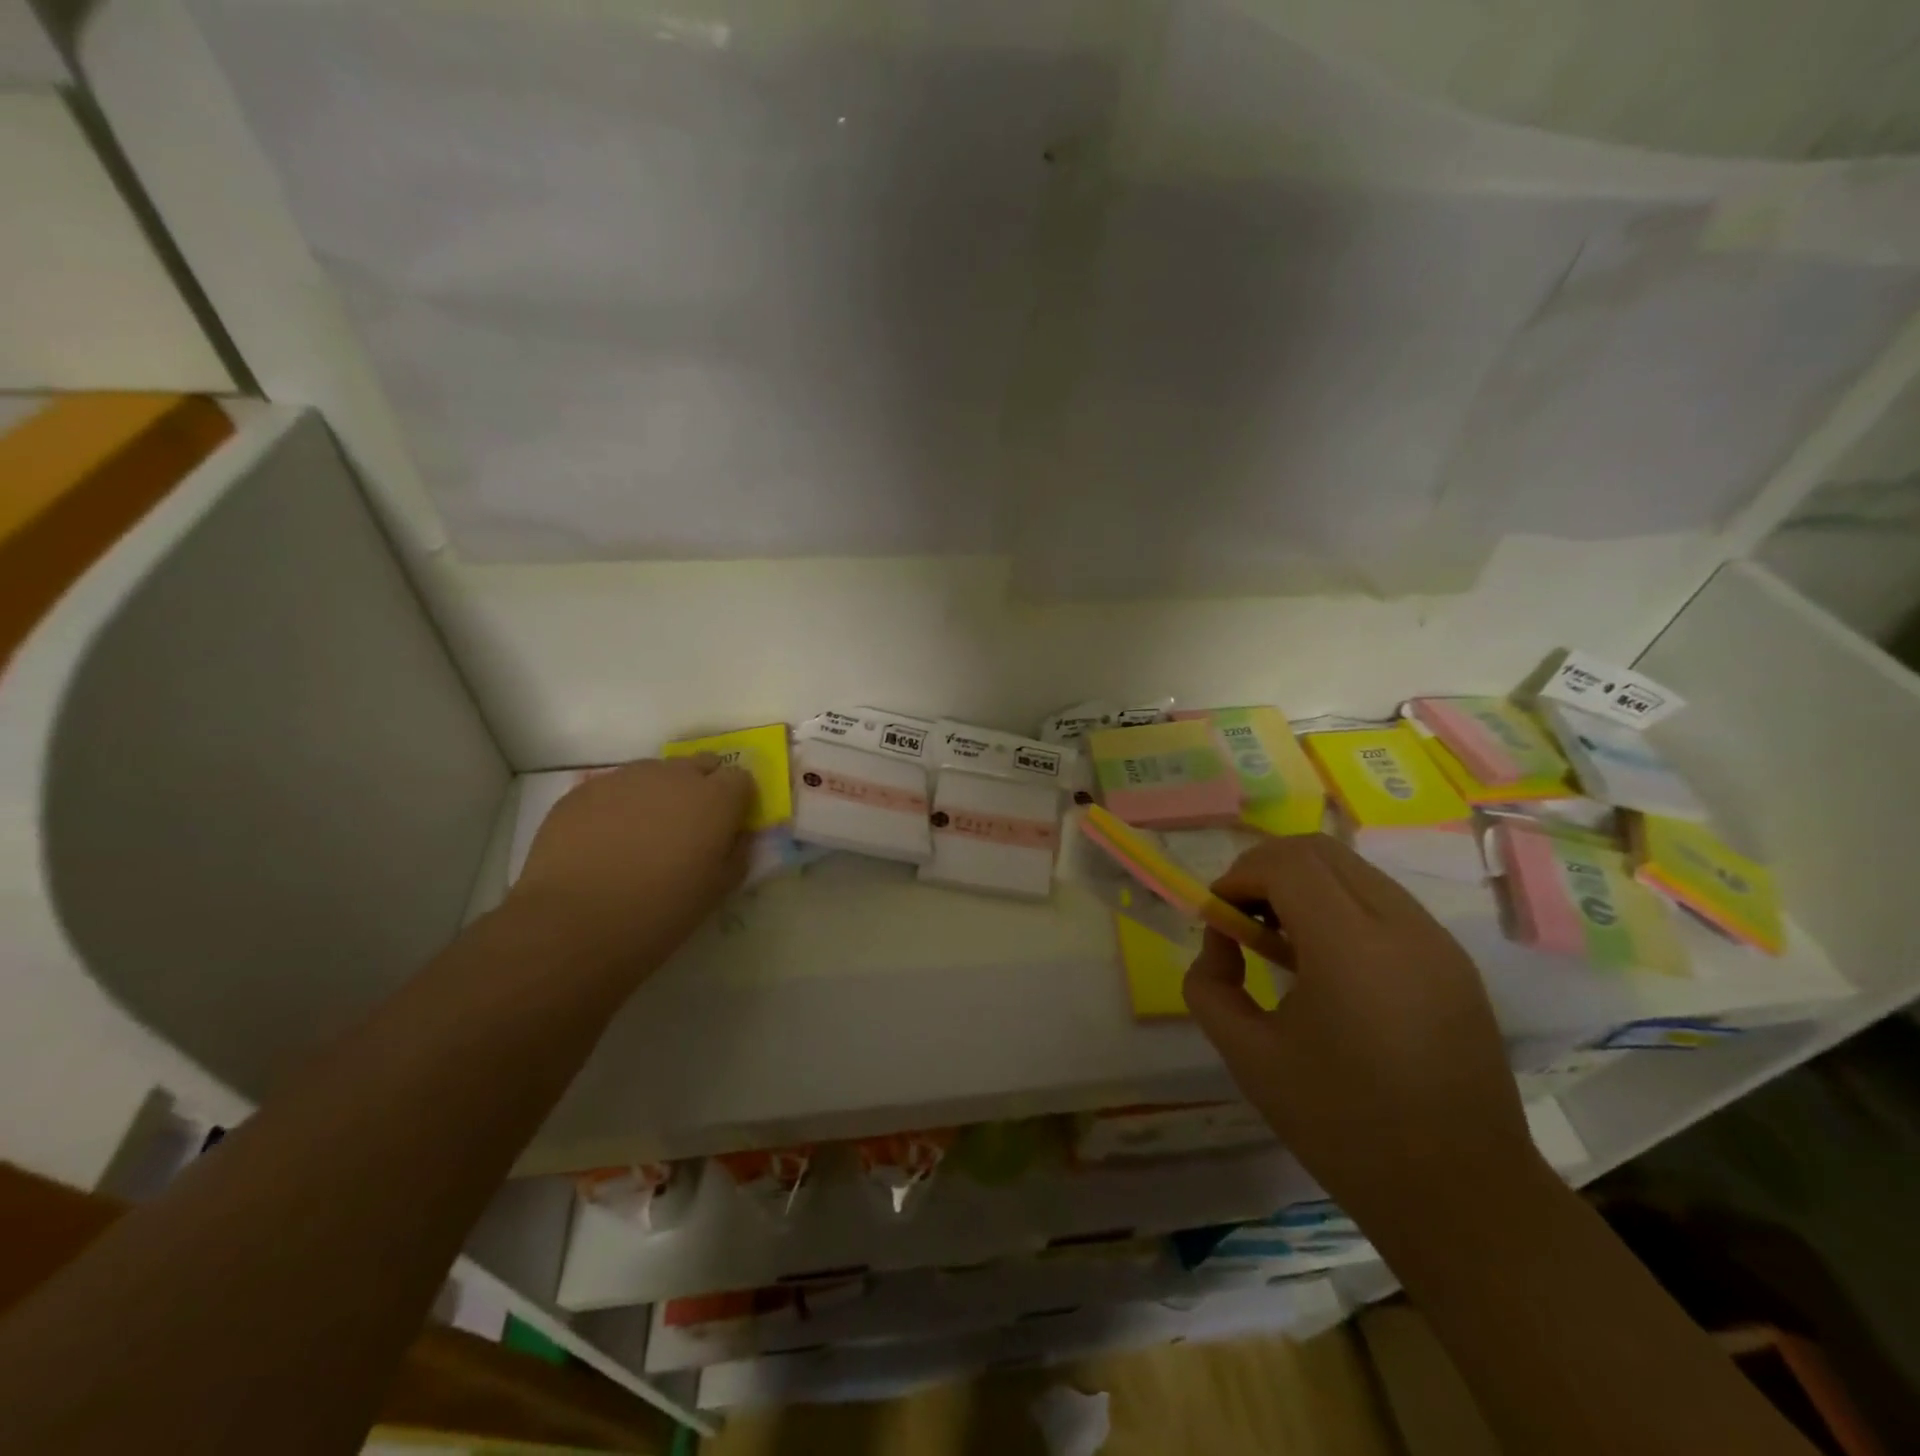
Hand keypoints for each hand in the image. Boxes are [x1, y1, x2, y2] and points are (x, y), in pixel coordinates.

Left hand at [510, 756, 754, 974]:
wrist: (573, 923)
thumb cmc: (659, 911)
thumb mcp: (717, 890)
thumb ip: (736, 852)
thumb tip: (735, 834)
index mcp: (714, 799)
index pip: (740, 778)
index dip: (737, 800)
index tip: (728, 825)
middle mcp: (674, 776)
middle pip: (700, 764)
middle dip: (702, 786)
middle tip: (690, 827)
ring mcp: (626, 778)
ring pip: (656, 773)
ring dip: (660, 794)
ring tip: (644, 835)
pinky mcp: (584, 790)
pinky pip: (615, 788)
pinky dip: (620, 805)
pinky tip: (607, 841)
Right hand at [1183, 835, 1540, 1225]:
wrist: (1463, 1198)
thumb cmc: (1344, 1128)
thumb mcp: (1249, 1057)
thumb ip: (1210, 987)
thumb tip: (1219, 945)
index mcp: (1352, 948)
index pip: (1287, 864)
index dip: (1239, 875)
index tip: (1217, 914)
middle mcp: (1403, 927)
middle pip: (1321, 851)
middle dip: (1267, 869)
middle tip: (1241, 917)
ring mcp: (1438, 942)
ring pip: (1355, 871)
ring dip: (1305, 885)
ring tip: (1280, 942)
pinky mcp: (1454, 963)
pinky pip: (1384, 903)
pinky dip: (1340, 907)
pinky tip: (1327, 965)